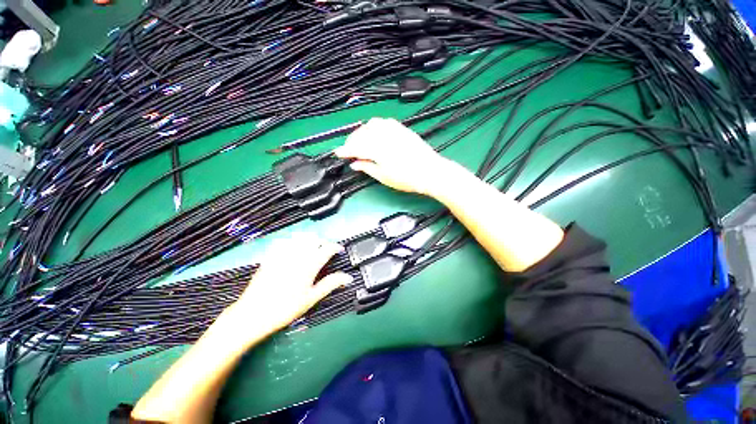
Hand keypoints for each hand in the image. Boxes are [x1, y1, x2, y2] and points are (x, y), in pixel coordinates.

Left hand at [224, 234, 352, 334]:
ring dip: (310, 239)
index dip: (336, 247)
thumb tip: (348, 277)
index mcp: (309, 264)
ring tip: (312, 248)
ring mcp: (283, 254)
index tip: (340, 250)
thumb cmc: (285, 308)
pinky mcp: (271, 256)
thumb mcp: (311, 298)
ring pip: (300, 237)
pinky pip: (284, 241)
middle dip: (323, 242)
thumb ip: (330, 284)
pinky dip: (293, 241)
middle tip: (326, 251)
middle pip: (315, 239)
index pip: (327, 248)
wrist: (252, 314)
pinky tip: (293, 249)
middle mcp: (298, 255)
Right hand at [335, 117, 450, 195]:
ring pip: (371, 124)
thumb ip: (367, 167)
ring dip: (362, 132)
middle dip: (352, 141)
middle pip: (361, 133)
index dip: (345, 150)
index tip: (338, 153)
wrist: (430, 171)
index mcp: (377, 149)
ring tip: (361, 142)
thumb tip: (355, 164)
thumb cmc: (407, 178)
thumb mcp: (384, 176)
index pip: (355, 146)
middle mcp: (384, 135)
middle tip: (349, 151)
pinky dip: (374, 127)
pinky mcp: (402, 128)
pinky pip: (383, 122)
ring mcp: (394, 130)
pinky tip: (375, 135)